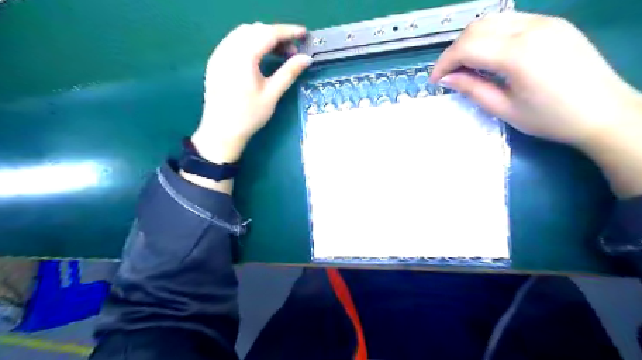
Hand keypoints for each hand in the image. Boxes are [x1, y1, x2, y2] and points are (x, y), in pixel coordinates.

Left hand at [192, 23, 311, 162]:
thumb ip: (289, 72)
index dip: (288, 32)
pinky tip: (259, 57)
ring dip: (263, 38)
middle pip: (255, 30)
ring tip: (278, 54)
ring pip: (243, 34)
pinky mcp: (215, 61)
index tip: (304, 34)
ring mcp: (219, 54)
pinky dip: (250, 43)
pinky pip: (234, 42)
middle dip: (276, 35)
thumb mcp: (272, 94)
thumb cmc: (249, 116)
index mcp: (243, 56)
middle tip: (292, 52)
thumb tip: (306, 58)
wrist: (221, 131)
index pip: (268, 33)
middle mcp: (228, 49)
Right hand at [428, 11, 641, 149]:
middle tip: (449, 74)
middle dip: (455, 50)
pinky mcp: (553, 23)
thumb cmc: (550, 118)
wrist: (604, 112)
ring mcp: (545, 21)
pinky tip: (489, 56)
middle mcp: (531, 28)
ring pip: (492, 19)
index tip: (435, 81)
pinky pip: (511, 21)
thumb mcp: (504, 108)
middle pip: (476, 27)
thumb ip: (472, 88)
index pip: (467, 47)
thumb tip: (446, 79)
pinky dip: (491, 36)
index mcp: (518, 54)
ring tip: (466, 65)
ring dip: (471, 40)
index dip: (444, 63)